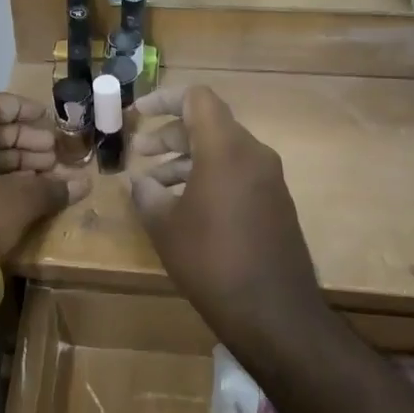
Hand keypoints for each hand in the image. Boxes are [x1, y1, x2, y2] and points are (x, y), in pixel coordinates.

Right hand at [126, 85, 323, 337]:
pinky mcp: (276, 203)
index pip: (197, 98)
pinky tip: (184, 206)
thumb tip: (140, 181)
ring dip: (186, 159)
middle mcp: (253, 154)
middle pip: (208, 124)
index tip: (137, 114)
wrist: (275, 313)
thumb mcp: (165, 226)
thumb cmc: (212, 261)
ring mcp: (269, 179)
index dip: (163, 99)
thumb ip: (146, 193)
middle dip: (170, 134)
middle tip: (139, 153)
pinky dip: (208, 176)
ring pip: (222, 150)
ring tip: (154, 184)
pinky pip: (237, 173)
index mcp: (225, 148)